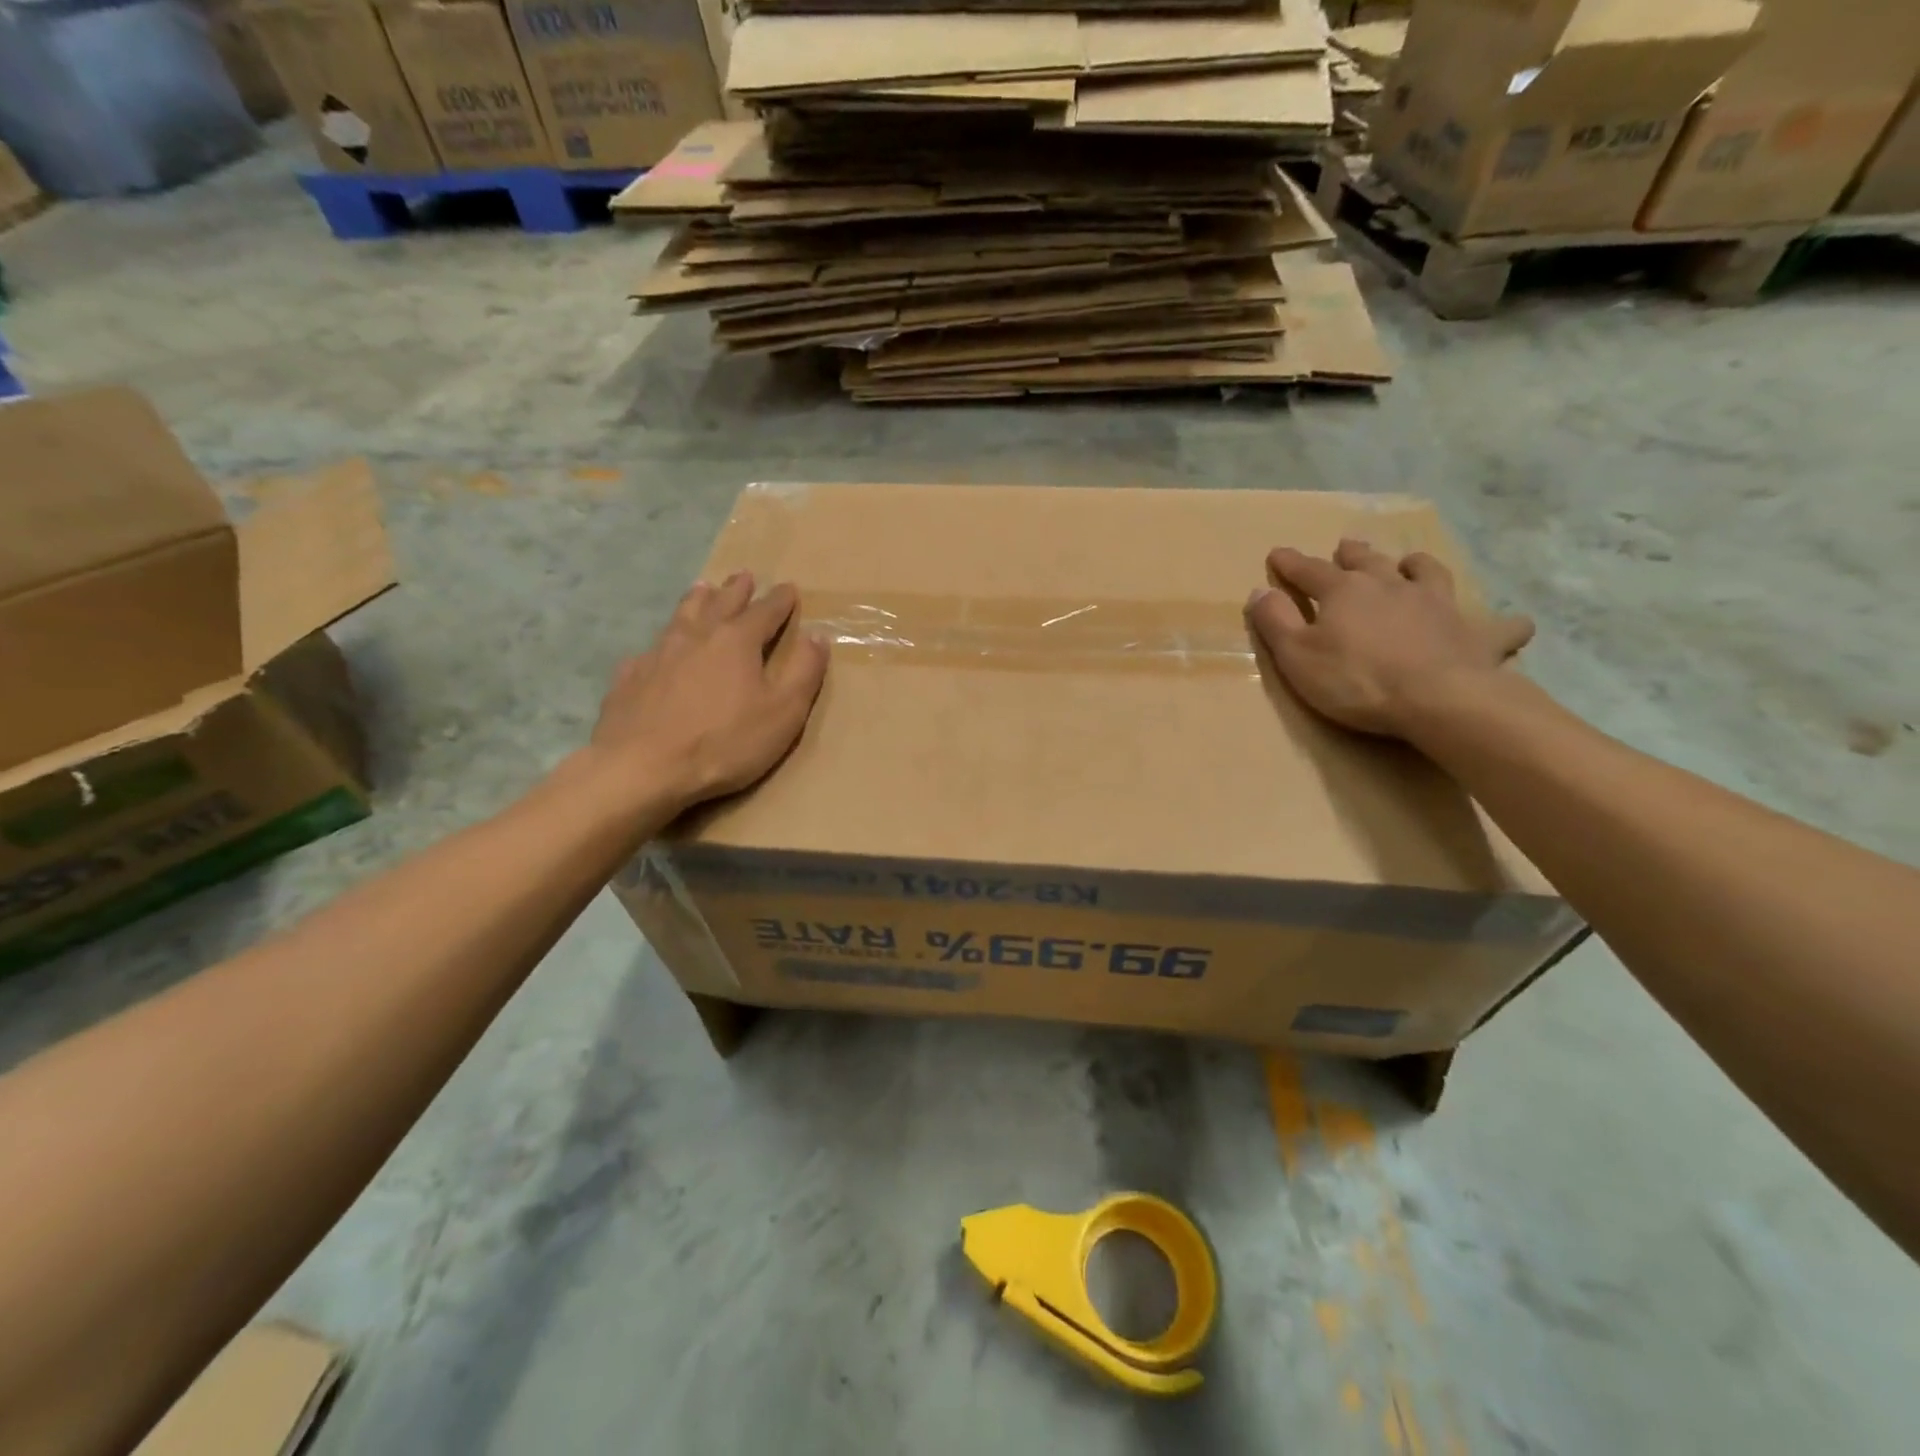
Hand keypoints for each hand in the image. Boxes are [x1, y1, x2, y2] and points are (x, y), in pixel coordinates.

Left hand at [588, 572, 829, 811]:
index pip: (765, 611)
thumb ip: (804, 671)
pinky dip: (662, 642)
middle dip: (737, 589)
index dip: (780, 600)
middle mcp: (697, 636)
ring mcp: (658, 653)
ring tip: (702, 588)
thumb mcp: (783, 712)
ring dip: (697, 600)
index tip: (789, 589)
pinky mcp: (630, 677)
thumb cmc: (724, 742)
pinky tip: (658, 649)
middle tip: (744, 576)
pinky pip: (650, 649)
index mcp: (737, 641)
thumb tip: (818, 635)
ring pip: (682, 616)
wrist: (642, 767)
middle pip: (720, 603)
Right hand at [1245, 539, 1533, 738]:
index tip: (1277, 554)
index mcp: (1344, 592)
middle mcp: (1391, 587)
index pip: (1309, 571)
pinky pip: (1497, 625)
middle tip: (1347, 545)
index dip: (1290, 563)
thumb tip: (1259, 591)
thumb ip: (1275, 621)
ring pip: (1428, 573)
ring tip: (1411, 563)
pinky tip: (1512, 624)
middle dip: (1353, 554)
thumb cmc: (1356, 680)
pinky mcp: (1474, 633)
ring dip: (1416, 566)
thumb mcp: (1297, 656)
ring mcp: (1437, 605)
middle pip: (1369, 562)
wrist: (1438, 699)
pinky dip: (1502, 623)